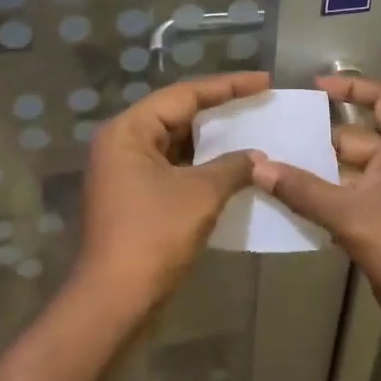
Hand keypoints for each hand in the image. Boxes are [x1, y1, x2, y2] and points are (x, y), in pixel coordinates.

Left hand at [73, 70, 268, 306]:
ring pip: (176, 144)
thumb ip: (233, 167)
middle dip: (219, 111)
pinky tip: (232, 169)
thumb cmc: (154, 235)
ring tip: (252, 132)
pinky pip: (173, 169)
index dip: (227, 86)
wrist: (116, 299)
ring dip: (212, 142)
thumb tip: (257, 158)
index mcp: (129, 131)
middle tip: (259, 103)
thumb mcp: (200, 194)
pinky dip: (201, 167)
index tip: (264, 82)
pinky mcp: (135, 198)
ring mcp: (126, 173)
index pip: (184, 95)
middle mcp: (122, 144)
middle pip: (176, 115)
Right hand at [251, 76, 380, 362]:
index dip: (353, 88)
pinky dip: (321, 208)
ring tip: (267, 172)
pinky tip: (285, 211)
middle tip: (271, 139)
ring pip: (346, 179)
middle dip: (317, 141)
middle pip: (355, 142)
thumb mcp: (353, 214)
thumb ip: (304, 191)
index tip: (316, 88)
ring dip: (314, 178)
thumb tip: (257, 166)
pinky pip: (346, 209)